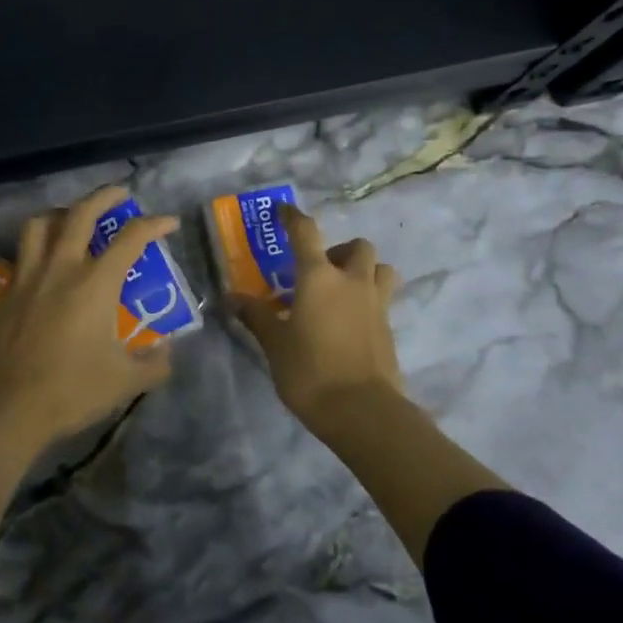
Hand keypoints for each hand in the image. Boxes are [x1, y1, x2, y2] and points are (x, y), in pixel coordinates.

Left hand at [0, 183, 178, 457]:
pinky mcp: (6, 292)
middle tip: (120, 194)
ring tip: (72, 218)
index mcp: (95, 283)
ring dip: (61, 213)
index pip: (131, 239)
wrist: (6, 406)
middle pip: (81, 214)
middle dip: (104, 197)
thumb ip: (153, 364)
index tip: (169, 222)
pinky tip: (43, 262)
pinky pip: (21, 254)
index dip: (154, 224)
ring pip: (40, 225)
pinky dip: (36, 246)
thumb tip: (167, 352)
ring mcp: (28, 277)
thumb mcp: (124, 382)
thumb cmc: (70, 390)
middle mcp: (60, 268)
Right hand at [234, 204, 405, 433]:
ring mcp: (376, 303)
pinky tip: (349, 321)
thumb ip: (256, 316)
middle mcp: (352, 281)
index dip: (293, 217)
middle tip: (318, 272)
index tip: (284, 211)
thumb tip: (232, 298)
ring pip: (380, 268)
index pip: (306, 232)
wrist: (362, 411)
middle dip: (339, 251)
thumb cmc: (310, 371)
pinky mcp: (389, 327)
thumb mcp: (274, 344)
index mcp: (319, 277)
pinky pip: (382, 298)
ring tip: (342, 292)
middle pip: (357, 246)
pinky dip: (368, 298)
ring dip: (363, 270)